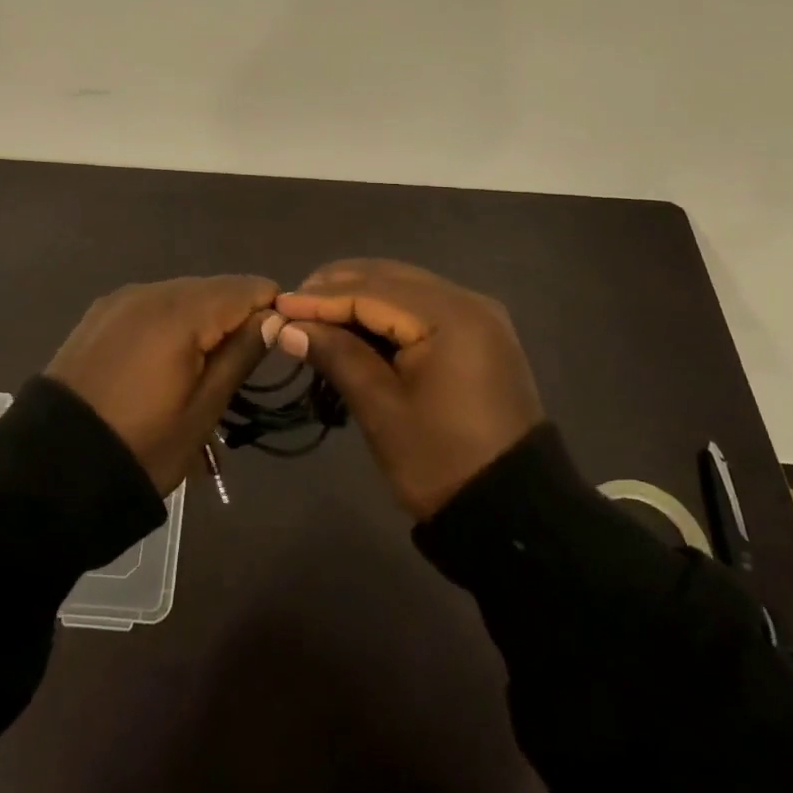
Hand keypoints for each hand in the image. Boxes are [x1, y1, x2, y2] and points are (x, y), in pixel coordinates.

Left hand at [46, 275, 277, 494]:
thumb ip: (241, 354)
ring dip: (202, 320)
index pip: (246, 287)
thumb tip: (274, 317)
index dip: (270, 310)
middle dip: (236, 316)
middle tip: (241, 365)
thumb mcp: (203, 410)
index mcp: (180, 311)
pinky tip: (166, 359)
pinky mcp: (99, 315)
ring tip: (203, 368)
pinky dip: (169, 323)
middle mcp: (150, 290)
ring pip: (181, 295)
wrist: (51, 469)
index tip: (279, 344)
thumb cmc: (141, 444)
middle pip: (213, 288)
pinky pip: (150, 306)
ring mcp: (120, 300)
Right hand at [275, 259, 543, 519]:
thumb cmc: (442, 462)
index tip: (277, 305)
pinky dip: (386, 309)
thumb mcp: (381, 409)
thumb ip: (336, 355)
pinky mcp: (479, 334)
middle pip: (389, 278)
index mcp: (449, 316)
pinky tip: (356, 322)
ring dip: (359, 294)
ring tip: (315, 311)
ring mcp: (478, 315)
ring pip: (405, 287)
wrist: (515, 514)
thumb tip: (288, 327)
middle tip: (292, 305)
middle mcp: (467, 301)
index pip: (371, 292)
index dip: (319, 298)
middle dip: (337, 288)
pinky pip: (422, 305)